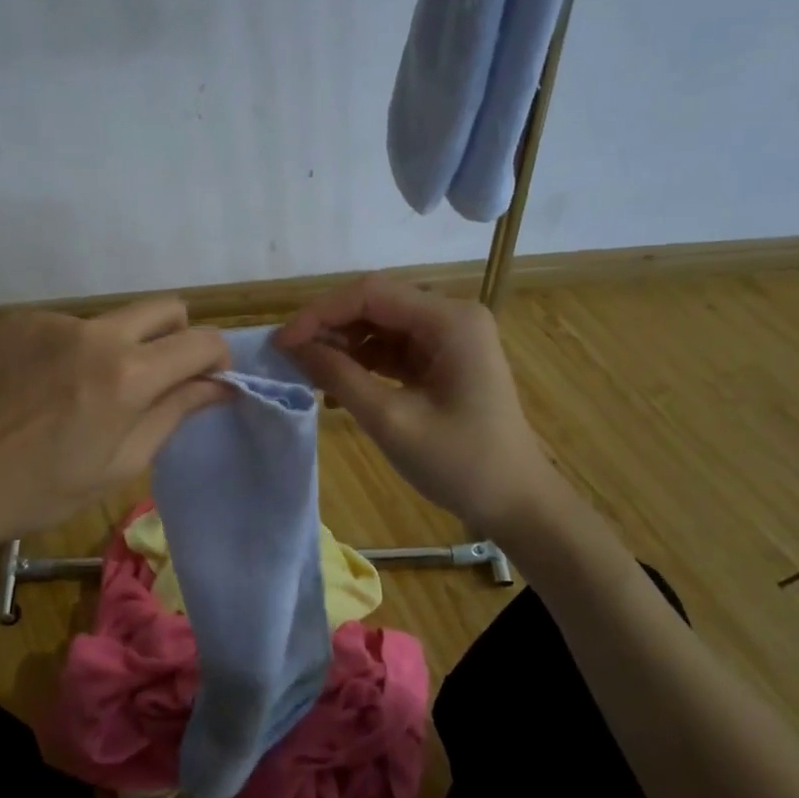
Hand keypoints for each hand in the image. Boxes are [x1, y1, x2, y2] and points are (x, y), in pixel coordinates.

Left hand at [0, 298, 230, 555]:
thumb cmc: (41, 491)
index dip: (218, 359)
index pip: (202, 340)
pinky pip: (71, 325)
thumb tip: (220, 385)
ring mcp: (53, 320)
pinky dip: (75, 349)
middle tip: (158, 381)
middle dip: (178, 337)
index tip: (209, 382)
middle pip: (167, 307)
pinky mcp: (20, 319)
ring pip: (115, 319)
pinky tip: (47, 387)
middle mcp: (94, 332)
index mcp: (126, 375)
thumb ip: (175, 413)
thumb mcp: (120, 464)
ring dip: (121, 347)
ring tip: (85, 394)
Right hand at [274, 275, 565, 534]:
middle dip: (329, 326)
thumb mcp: (392, 421)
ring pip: (380, 324)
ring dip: (343, 344)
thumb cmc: (461, 464)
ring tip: (310, 373)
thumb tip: (293, 348)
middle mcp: (451, 316)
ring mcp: (449, 337)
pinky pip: (392, 347)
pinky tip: (338, 384)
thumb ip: (340, 377)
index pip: (371, 293)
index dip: (320, 313)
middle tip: (290, 356)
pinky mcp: (443, 359)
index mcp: (450, 320)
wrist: (516, 503)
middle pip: (375, 303)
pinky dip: (362, 361)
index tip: (281, 343)